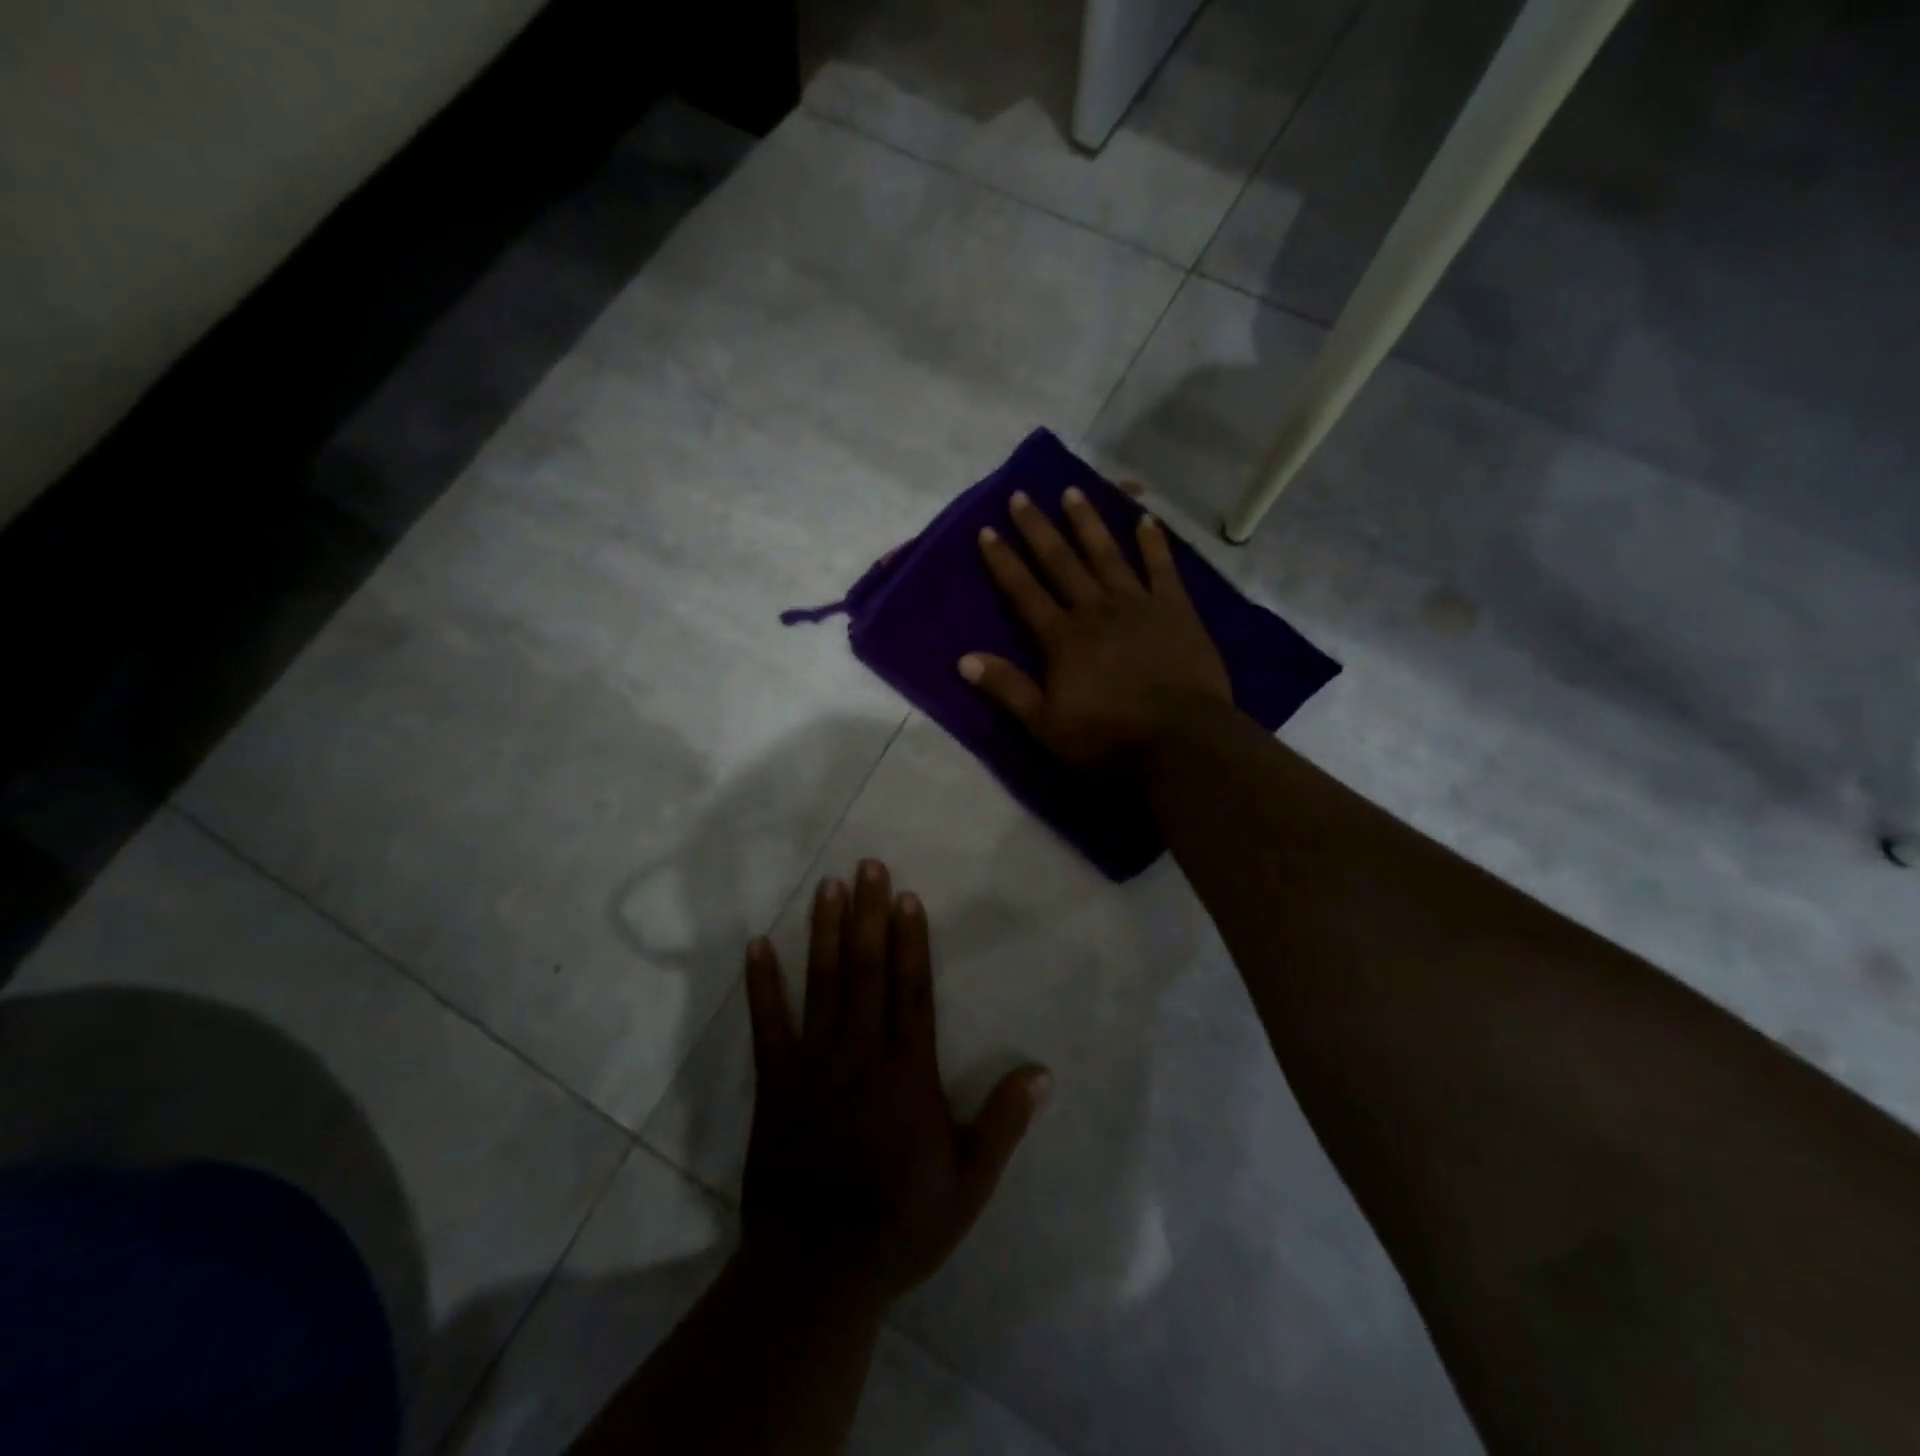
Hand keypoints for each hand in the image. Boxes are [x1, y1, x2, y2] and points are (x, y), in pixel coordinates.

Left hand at [741, 860, 1049, 1302]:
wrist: (816, 1270)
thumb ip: (1003, 1124)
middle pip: (868, 972)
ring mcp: (814, 1065)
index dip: (912, 941)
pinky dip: (762, 985)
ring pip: (823, 985)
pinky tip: (756, 946)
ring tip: (827, 886)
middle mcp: (861, 1055)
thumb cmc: (899, 1225)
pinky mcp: (776, 1084)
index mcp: (908, 1075)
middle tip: (867, 866)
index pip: (913, 992)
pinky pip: (767, 1025)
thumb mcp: (968, 1185)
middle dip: (869, 915)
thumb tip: (1042, 1072)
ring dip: (825, 933)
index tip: (906, 896)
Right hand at [959, 487, 1231, 769]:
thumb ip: (1007, 688)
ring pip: (1107, 554)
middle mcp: (1095, 610)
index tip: (988, 530)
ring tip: (1073, 491)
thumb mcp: (1045, 724)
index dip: (1004, 561)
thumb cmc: (1108, 738)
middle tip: (1022, 495)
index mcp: (1062, 638)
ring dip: (1088, 523)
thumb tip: (963, 659)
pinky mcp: (1176, 610)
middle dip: (1038, 529)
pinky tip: (1146, 519)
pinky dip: (1153, 543)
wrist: (1180, 741)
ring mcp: (1138, 605)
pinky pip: (1162, 568)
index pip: (1024, 592)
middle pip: (1061, 562)